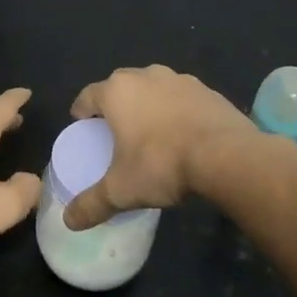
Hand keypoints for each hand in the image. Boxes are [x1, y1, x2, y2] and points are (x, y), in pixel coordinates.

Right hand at [63, 66, 255, 230]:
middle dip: (115, 106)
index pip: (87, 96)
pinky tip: (183, 135)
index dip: (81, 112)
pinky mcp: (208, 90)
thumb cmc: (162, 164)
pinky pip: (182, 98)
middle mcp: (146, 75)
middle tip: (115, 132)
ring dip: (148, 105)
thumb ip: (91, 204)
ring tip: (151, 133)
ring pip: (153, 89)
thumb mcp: (121, 191)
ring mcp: (180, 79)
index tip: (83, 128)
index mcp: (117, 91)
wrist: (227, 156)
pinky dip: (177, 111)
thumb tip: (68, 221)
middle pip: (120, 87)